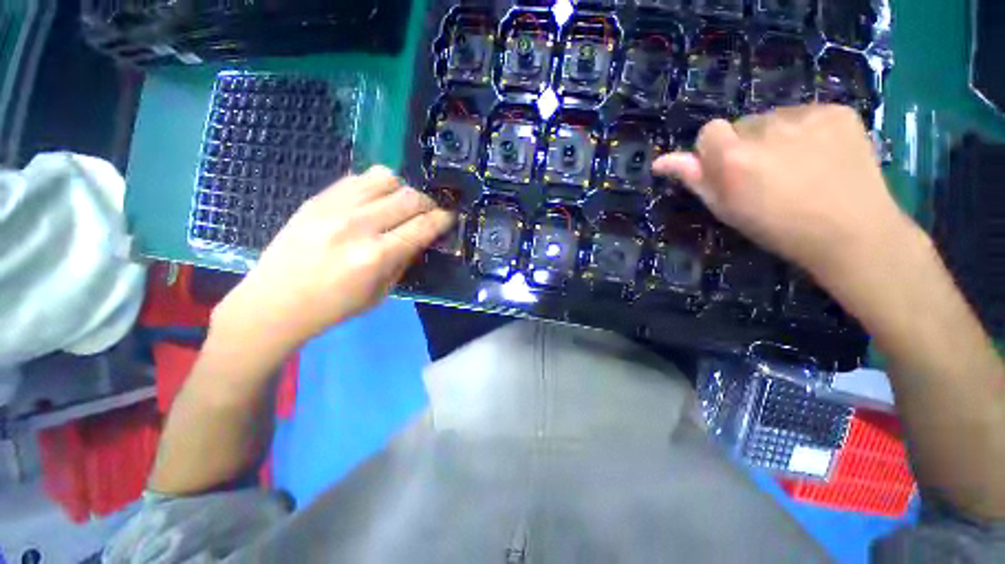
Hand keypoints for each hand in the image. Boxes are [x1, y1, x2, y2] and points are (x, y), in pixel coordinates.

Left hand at [212, 166, 452, 356]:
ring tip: (400, 205)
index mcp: (376, 256)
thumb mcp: (381, 292)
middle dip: (428, 203)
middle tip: (429, 213)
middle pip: (409, 197)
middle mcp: (358, 225)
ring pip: (386, 177)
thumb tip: (421, 236)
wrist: (275, 301)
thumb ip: (405, 259)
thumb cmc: (334, 307)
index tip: (450, 217)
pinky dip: (377, 187)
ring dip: (403, 190)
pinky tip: (375, 202)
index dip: (443, 219)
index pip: (423, 226)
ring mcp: (335, 206)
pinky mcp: (318, 198)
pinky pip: (359, 178)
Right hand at [653, 104, 914, 282]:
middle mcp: (766, 128)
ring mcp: (806, 115)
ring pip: (775, 118)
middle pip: (743, 124)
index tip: (730, 172)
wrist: (852, 233)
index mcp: (734, 157)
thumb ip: (694, 180)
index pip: (709, 131)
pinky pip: (807, 114)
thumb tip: (660, 161)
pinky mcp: (837, 111)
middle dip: (746, 145)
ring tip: (797, 167)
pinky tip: (821, 156)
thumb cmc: (778, 229)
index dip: (715, 151)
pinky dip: (807, 131)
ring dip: (776, 138)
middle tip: (766, 175)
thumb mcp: (726, 209)